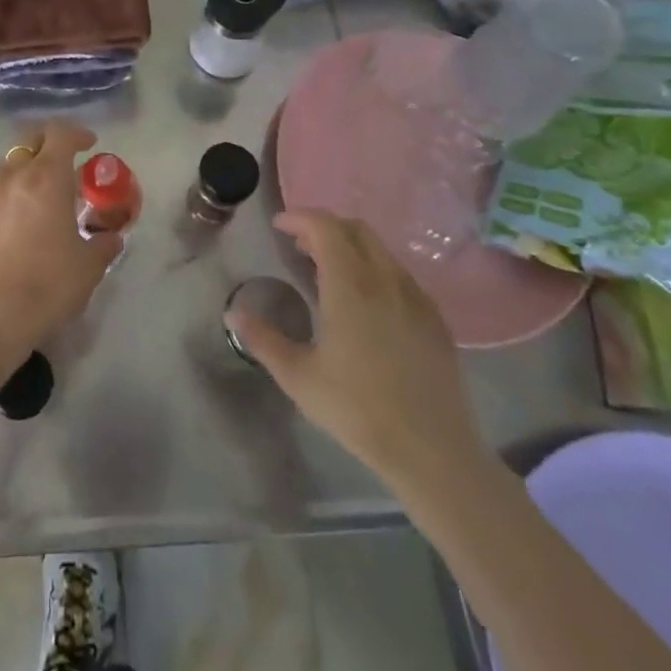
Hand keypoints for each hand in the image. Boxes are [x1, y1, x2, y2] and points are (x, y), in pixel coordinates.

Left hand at [0, 121, 121, 359]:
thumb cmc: (48, 284)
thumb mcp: (89, 266)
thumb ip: (103, 244)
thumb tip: (112, 237)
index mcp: (46, 177)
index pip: (61, 134)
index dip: (78, 134)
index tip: (90, 145)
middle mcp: (13, 175)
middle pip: (31, 140)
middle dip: (50, 143)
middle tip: (67, 163)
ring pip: (10, 166)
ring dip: (28, 170)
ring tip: (43, 196)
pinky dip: (10, 195)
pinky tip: (19, 222)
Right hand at [227, 208, 486, 495]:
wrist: (433, 452)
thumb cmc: (358, 410)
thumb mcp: (299, 377)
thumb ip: (263, 339)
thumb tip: (234, 313)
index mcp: (350, 285)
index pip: (325, 227)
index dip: (299, 218)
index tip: (279, 226)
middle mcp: (385, 280)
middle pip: (355, 229)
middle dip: (324, 227)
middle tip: (300, 247)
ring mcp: (416, 298)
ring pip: (381, 250)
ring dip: (351, 247)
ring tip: (329, 273)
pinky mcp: (436, 319)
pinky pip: (401, 275)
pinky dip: (376, 269)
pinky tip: (367, 302)